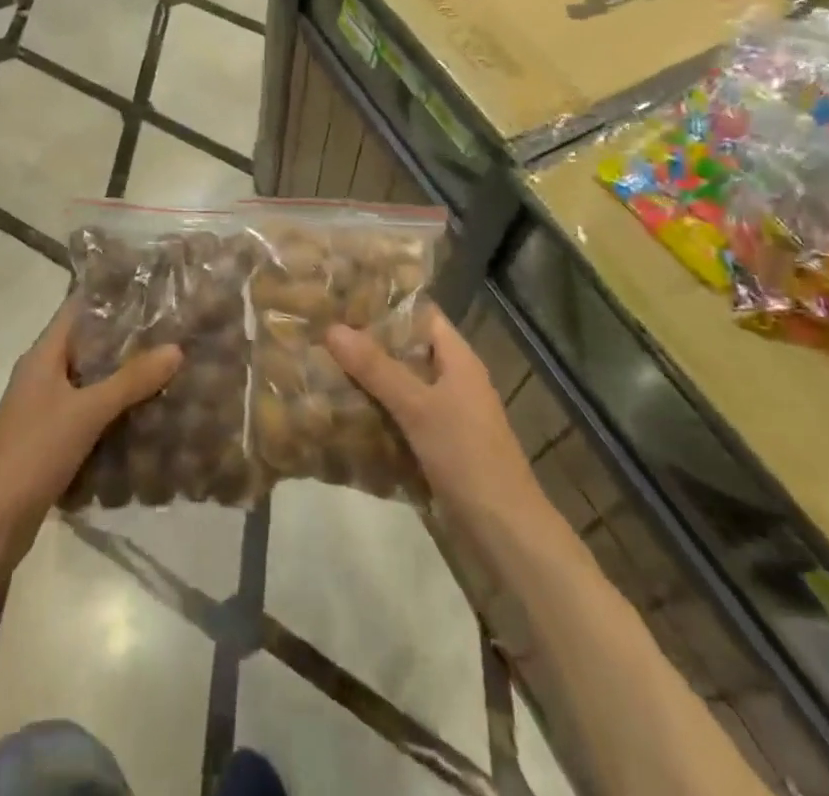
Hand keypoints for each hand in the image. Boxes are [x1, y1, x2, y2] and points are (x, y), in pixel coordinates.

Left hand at [0, 296, 181, 526]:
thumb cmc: (34, 450)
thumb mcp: (87, 411)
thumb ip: (131, 380)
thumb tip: (176, 348)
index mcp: (42, 355)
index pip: (77, 310)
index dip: (109, 297)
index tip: (148, 290)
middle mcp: (41, 374)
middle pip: (86, 345)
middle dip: (124, 339)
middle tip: (169, 330)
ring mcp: (43, 408)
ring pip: (89, 380)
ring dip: (121, 376)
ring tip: (165, 367)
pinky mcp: (50, 438)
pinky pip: (87, 411)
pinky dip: (112, 409)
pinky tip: (143, 414)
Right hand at [326, 305, 543, 523]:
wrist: (505, 532)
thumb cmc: (467, 456)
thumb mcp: (418, 407)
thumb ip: (376, 368)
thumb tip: (332, 328)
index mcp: (458, 358)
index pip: (421, 313)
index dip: (386, 302)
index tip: (344, 296)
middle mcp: (453, 378)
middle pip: (407, 347)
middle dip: (369, 340)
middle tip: (323, 329)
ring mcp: (447, 412)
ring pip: (401, 381)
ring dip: (369, 375)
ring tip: (323, 362)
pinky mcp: (438, 442)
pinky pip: (401, 412)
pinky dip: (377, 407)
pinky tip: (344, 408)